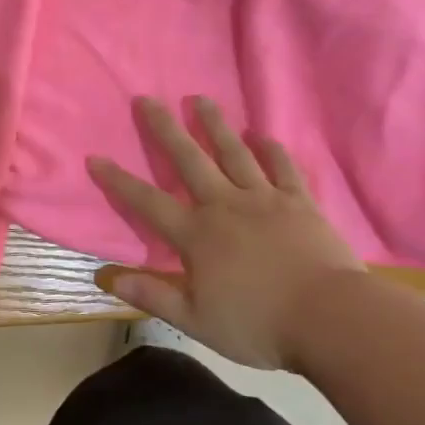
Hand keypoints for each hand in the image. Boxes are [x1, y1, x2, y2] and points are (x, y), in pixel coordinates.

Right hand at [86, 96, 365, 368]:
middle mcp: (224, 205)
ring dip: (214, 124)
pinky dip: (271, 149)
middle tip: (147, 99)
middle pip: (189, 159)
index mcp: (196, 235)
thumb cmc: (259, 324)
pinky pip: (282, 167)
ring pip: (233, 152)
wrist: (329, 318)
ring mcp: (264, 199)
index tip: (95, 157)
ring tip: (199, 99)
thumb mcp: (196, 320)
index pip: (147, 202)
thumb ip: (153, 296)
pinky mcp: (299, 202)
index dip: (118, 181)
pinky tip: (262, 135)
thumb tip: (107, 278)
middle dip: (165, 129)